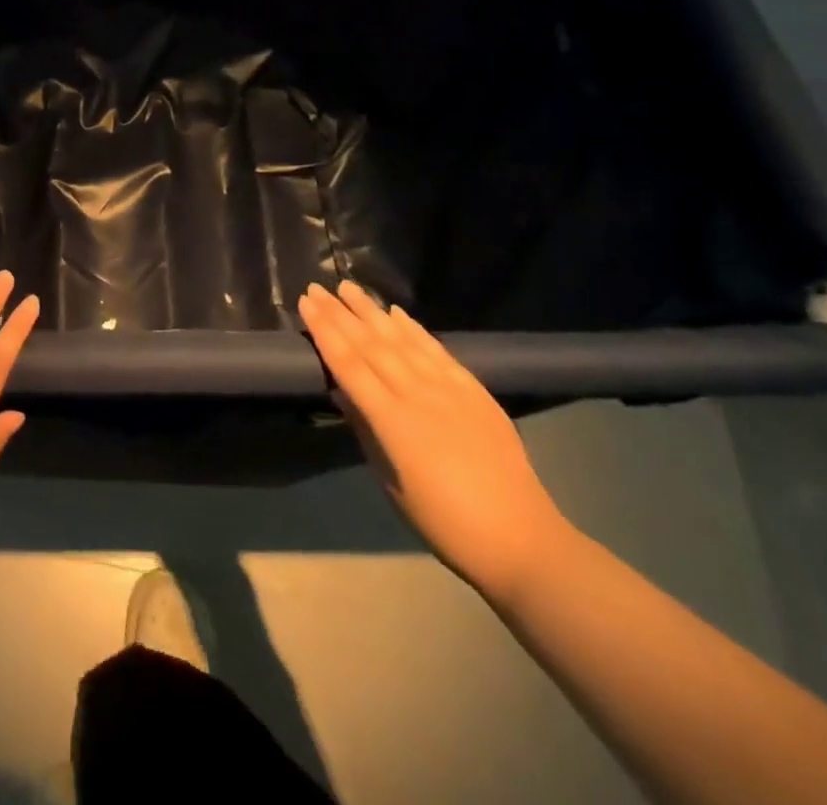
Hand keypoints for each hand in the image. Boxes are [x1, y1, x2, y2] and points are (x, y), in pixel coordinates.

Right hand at [298, 281, 571, 600]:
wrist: (520, 539)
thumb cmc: (443, 521)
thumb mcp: (390, 483)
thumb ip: (366, 431)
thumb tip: (341, 392)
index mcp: (391, 420)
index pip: (348, 363)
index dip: (325, 331)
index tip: (306, 303)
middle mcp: (417, 394)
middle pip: (371, 345)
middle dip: (341, 313)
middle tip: (317, 287)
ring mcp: (449, 389)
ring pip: (402, 340)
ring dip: (372, 311)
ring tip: (349, 287)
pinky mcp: (474, 391)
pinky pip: (437, 351)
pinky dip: (415, 329)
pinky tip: (397, 313)